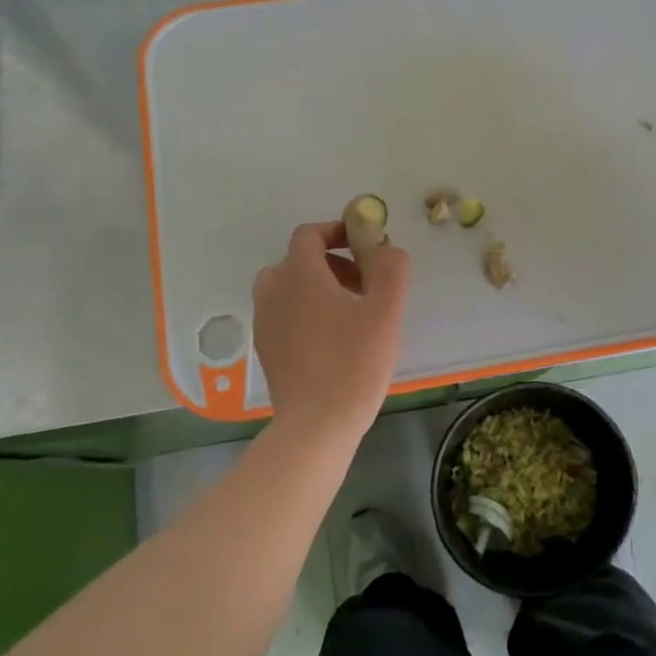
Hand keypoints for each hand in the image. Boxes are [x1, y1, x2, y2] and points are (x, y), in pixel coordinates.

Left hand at [253, 221, 410, 440]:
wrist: (316, 424)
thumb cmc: (354, 361)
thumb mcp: (385, 310)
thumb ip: (391, 268)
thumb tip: (385, 248)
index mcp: (298, 273)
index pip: (311, 233)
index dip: (338, 231)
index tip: (366, 246)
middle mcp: (272, 289)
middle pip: (302, 260)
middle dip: (336, 264)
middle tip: (367, 288)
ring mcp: (264, 320)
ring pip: (293, 288)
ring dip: (322, 289)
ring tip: (354, 315)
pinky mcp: (265, 346)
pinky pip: (287, 313)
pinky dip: (308, 312)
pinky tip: (335, 341)